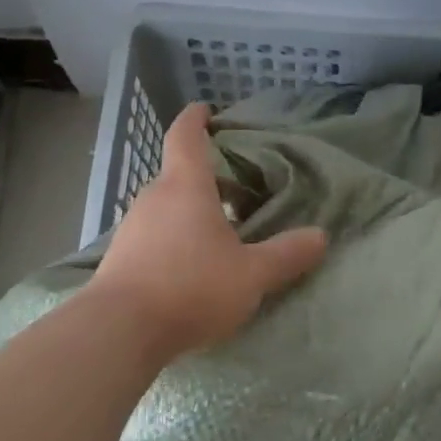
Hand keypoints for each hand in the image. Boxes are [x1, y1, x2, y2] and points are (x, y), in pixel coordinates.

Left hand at [85, 103, 327, 354]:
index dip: (195, 119)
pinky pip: (154, 233)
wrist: (119, 331)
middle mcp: (154, 198)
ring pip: (167, 206)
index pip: (185, 136)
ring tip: (222, 231)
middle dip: (208, 177)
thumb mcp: (251, 274)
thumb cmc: (191, 287)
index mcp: (185, 187)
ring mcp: (132, 228)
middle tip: (239, 190)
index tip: (205, 109)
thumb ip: (286, 255)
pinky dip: (175, 236)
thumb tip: (321, 236)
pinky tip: (192, 264)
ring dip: (192, 210)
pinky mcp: (121, 258)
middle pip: (180, 174)